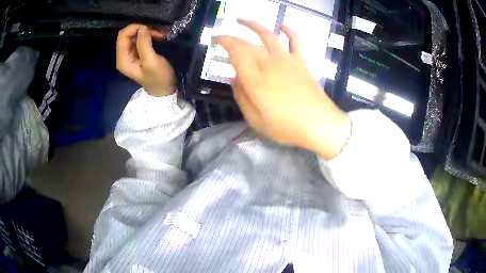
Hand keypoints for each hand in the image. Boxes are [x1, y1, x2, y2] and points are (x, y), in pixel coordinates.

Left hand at [116, 24, 175, 96]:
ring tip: (159, 35)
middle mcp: (124, 56)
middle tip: (157, 33)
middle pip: (127, 35)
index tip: (149, 29)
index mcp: (123, 60)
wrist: (164, 89)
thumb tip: (142, 28)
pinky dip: (148, 35)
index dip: (134, 28)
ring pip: (133, 35)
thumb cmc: (158, 78)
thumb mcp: (151, 62)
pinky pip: (139, 39)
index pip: (122, 36)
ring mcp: (130, 55)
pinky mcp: (137, 53)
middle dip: (141, 30)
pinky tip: (157, 37)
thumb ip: (144, 44)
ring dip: (146, 32)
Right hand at [216, 19, 350, 159]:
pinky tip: (282, 26)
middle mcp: (269, 63)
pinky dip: (289, 31)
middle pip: (248, 44)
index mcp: (255, 79)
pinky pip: (295, 41)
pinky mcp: (301, 62)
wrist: (319, 125)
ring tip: (242, 20)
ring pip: (269, 35)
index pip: (235, 52)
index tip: (215, 40)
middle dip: (232, 37)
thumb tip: (233, 78)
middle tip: (222, 37)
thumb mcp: (256, 119)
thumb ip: (241, 96)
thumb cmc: (286, 127)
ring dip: (254, 25)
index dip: (224, 42)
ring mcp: (287, 60)